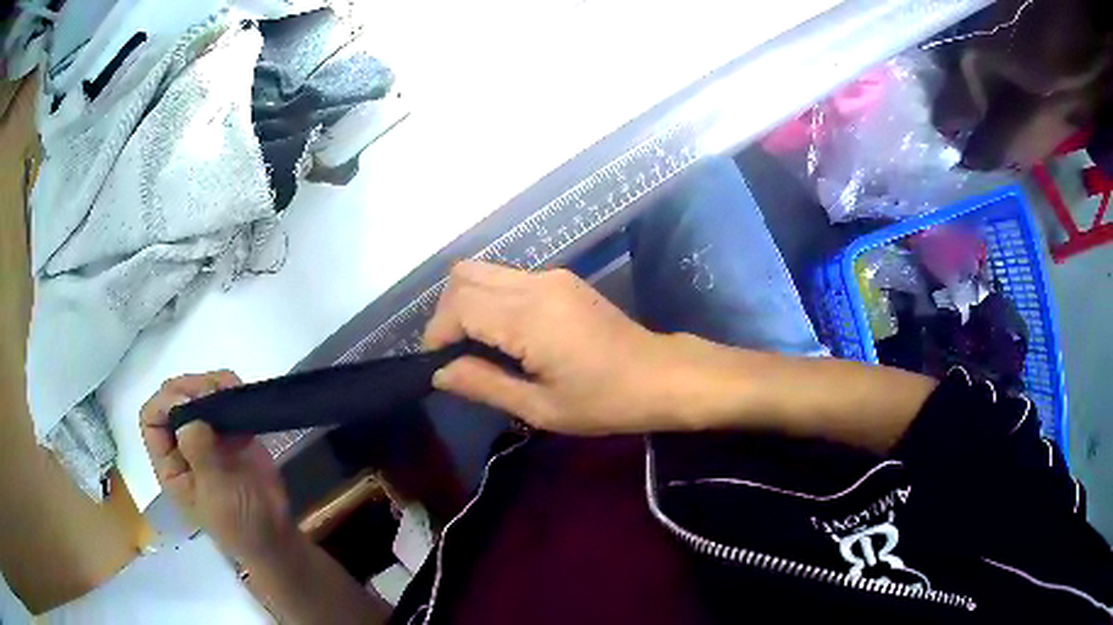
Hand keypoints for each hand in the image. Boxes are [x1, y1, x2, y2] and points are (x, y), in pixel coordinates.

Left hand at [140, 372, 293, 563]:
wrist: (275, 535)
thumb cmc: (239, 524)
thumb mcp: (216, 496)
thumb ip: (200, 455)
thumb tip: (188, 414)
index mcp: (170, 463)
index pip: (152, 420)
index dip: (164, 404)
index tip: (189, 401)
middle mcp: (183, 444)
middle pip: (173, 399)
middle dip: (190, 388)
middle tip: (213, 391)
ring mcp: (208, 436)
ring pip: (198, 393)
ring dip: (211, 384)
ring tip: (231, 390)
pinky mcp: (231, 432)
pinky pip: (225, 400)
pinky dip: (231, 390)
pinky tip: (241, 395)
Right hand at [424, 261, 681, 434]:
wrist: (660, 376)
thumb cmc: (604, 401)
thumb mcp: (540, 408)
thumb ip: (484, 385)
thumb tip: (440, 373)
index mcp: (529, 317)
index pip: (460, 304)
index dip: (437, 331)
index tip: (437, 363)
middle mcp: (536, 284)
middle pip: (465, 275)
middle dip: (447, 312)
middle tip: (454, 353)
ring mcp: (552, 277)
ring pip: (485, 271)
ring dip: (468, 303)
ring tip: (476, 345)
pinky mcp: (563, 280)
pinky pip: (509, 278)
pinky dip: (490, 298)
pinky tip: (504, 334)